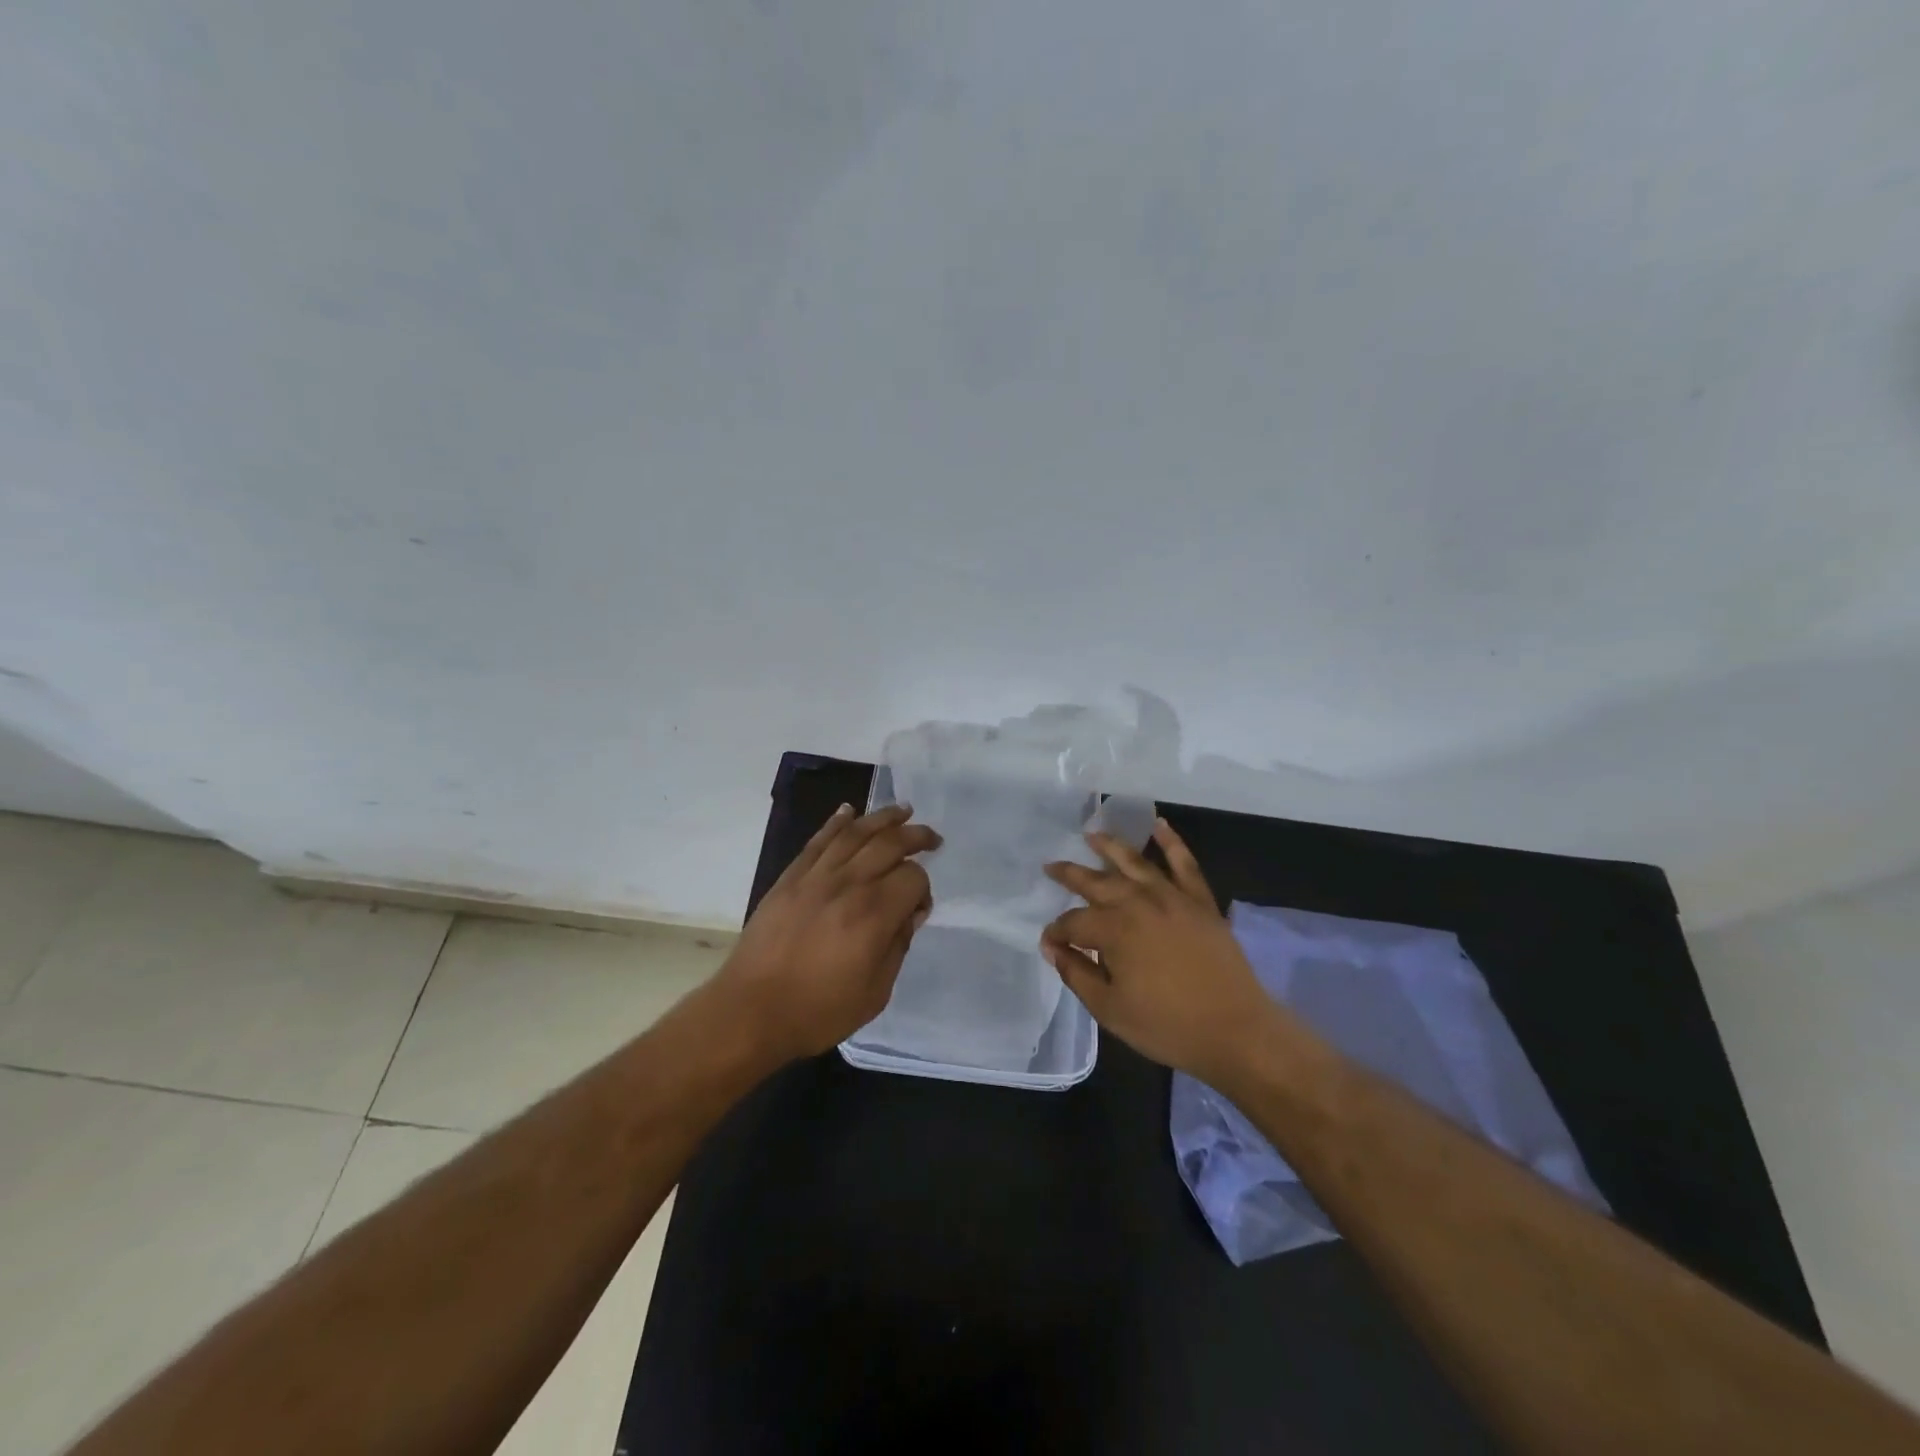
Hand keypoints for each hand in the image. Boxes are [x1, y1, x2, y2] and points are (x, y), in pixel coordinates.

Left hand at [720, 803, 938, 1060]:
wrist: (751, 1011)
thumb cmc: (817, 1011)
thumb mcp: (875, 993)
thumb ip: (898, 946)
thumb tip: (910, 913)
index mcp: (873, 915)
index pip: (912, 878)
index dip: (924, 888)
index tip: (919, 908)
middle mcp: (848, 885)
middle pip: (889, 844)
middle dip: (916, 836)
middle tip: (932, 838)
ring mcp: (815, 877)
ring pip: (855, 833)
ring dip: (882, 818)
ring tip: (902, 810)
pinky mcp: (790, 878)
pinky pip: (818, 840)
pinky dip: (836, 822)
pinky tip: (849, 811)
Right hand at [1041, 818, 1272, 1082]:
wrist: (1236, 1031)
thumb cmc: (1167, 1026)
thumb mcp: (1110, 1009)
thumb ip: (1077, 974)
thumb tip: (1053, 948)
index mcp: (1113, 930)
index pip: (1073, 923)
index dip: (1057, 933)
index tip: (1050, 944)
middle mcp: (1138, 903)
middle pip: (1096, 882)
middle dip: (1070, 874)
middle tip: (1051, 866)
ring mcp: (1172, 897)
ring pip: (1135, 862)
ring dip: (1111, 846)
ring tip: (1092, 834)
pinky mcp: (1200, 901)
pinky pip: (1184, 864)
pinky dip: (1171, 842)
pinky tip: (1159, 826)